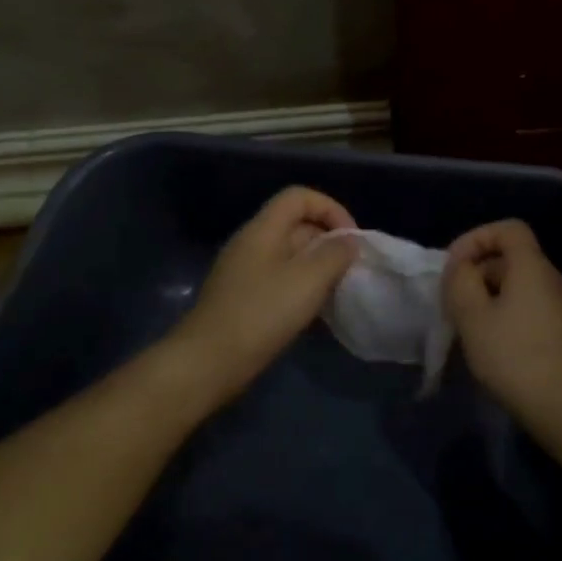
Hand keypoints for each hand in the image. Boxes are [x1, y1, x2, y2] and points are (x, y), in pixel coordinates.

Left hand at [168, 187, 358, 403]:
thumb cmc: (262, 314)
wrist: (209, 363)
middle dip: (329, 242)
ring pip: (292, 257)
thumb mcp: (308, 280)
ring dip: (319, 270)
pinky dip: (303, 291)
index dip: (331, 209)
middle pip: (297, 226)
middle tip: (350, 271)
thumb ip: (335, 254)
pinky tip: (317, 315)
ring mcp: (246, 273)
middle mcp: (252, 244)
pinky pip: (281, 282)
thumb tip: (349, 241)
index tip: (352, 239)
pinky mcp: (245, 300)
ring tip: (338, 293)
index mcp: (263, 230)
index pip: (299, 197)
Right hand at [443, 220, 561, 426]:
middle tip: (454, 302)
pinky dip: (504, 315)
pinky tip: (491, 344)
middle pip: (511, 257)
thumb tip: (462, 268)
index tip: (454, 266)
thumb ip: (460, 282)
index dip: (476, 238)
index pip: (508, 229)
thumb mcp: (473, 316)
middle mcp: (551, 278)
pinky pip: (528, 307)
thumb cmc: (515, 356)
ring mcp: (561, 306)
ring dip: (488, 297)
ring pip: (518, 285)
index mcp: (532, 266)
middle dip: (477, 272)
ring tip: (467, 326)